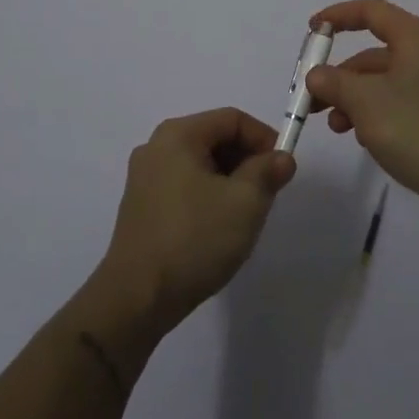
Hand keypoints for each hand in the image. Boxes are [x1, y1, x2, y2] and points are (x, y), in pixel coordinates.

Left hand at [97, 108, 296, 332]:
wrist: (136, 299)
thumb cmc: (194, 240)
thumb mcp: (245, 203)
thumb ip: (268, 172)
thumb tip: (282, 158)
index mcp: (178, 135)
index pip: (232, 119)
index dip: (264, 138)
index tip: (282, 169)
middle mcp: (156, 147)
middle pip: (214, 138)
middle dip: (247, 161)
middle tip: (267, 193)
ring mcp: (144, 178)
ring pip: (200, 165)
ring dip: (229, 181)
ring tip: (245, 214)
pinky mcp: (140, 207)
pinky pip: (184, 186)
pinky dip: (208, 196)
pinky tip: (217, 228)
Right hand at [304, 0, 418, 226]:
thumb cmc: (416, 128)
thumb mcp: (365, 101)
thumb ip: (334, 82)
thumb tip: (316, 75)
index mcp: (416, 38)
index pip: (371, 11)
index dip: (338, 15)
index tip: (312, 30)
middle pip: (373, 53)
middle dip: (340, 75)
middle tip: (313, 98)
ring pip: (382, 83)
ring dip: (353, 100)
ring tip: (336, 127)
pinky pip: (396, 104)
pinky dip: (373, 115)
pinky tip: (362, 139)